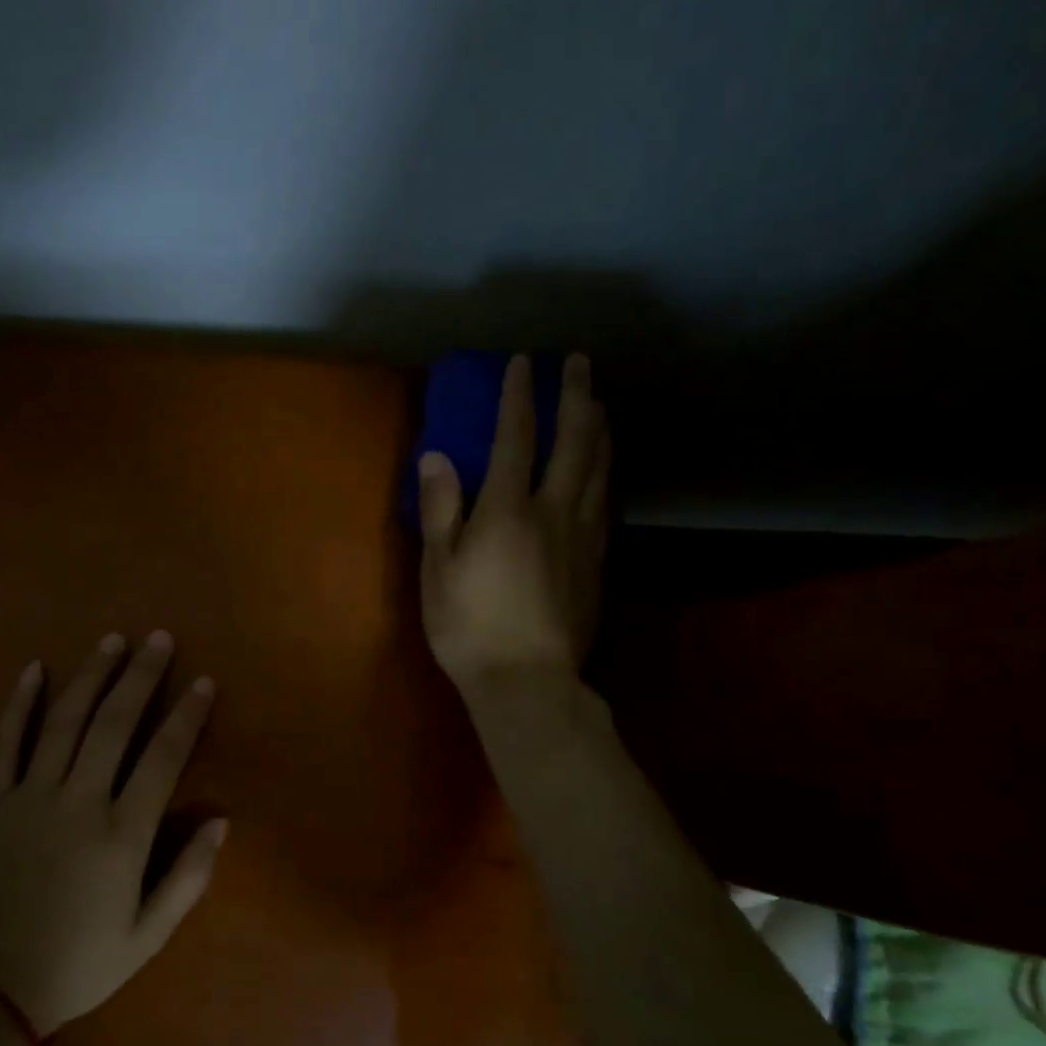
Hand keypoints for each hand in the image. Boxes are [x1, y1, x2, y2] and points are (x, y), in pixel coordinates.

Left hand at [0, 631, 223, 1034]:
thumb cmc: (77, 964)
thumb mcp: (148, 935)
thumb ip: (188, 876)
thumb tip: (220, 821)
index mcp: (122, 833)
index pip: (163, 757)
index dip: (186, 716)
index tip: (202, 682)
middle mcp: (78, 801)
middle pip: (115, 723)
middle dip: (141, 676)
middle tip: (158, 639)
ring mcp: (29, 796)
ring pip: (65, 721)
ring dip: (91, 676)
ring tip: (112, 641)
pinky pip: (5, 743)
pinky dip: (19, 704)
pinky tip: (34, 669)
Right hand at [418, 352, 610, 696]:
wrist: (527, 682)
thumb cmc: (469, 627)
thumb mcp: (438, 570)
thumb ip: (441, 509)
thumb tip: (437, 455)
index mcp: (507, 509)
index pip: (516, 437)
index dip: (519, 396)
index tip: (522, 362)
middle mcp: (553, 511)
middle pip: (573, 442)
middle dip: (576, 397)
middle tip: (579, 363)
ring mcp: (583, 537)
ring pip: (600, 469)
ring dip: (600, 429)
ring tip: (600, 404)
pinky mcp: (597, 563)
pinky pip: (608, 504)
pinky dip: (608, 474)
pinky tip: (607, 470)